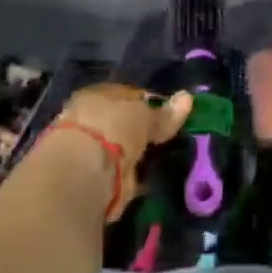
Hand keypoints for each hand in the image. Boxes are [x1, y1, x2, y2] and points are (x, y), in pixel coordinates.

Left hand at [55, 84, 192, 217]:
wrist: (84, 173)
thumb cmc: (112, 129)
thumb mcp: (144, 116)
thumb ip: (164, 113)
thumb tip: (187, 97)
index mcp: (95, 96)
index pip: (126, 94)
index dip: (149, 102)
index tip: (170, 113)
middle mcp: (87, 120)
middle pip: (121, 123)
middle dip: (141, 130)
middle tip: (168, 137)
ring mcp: (88, 150)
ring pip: (120, 147)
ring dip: (136, 153)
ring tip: (163, 158)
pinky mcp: (93, 178)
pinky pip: (120, 171)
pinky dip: (132, 175)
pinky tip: (149, 178)